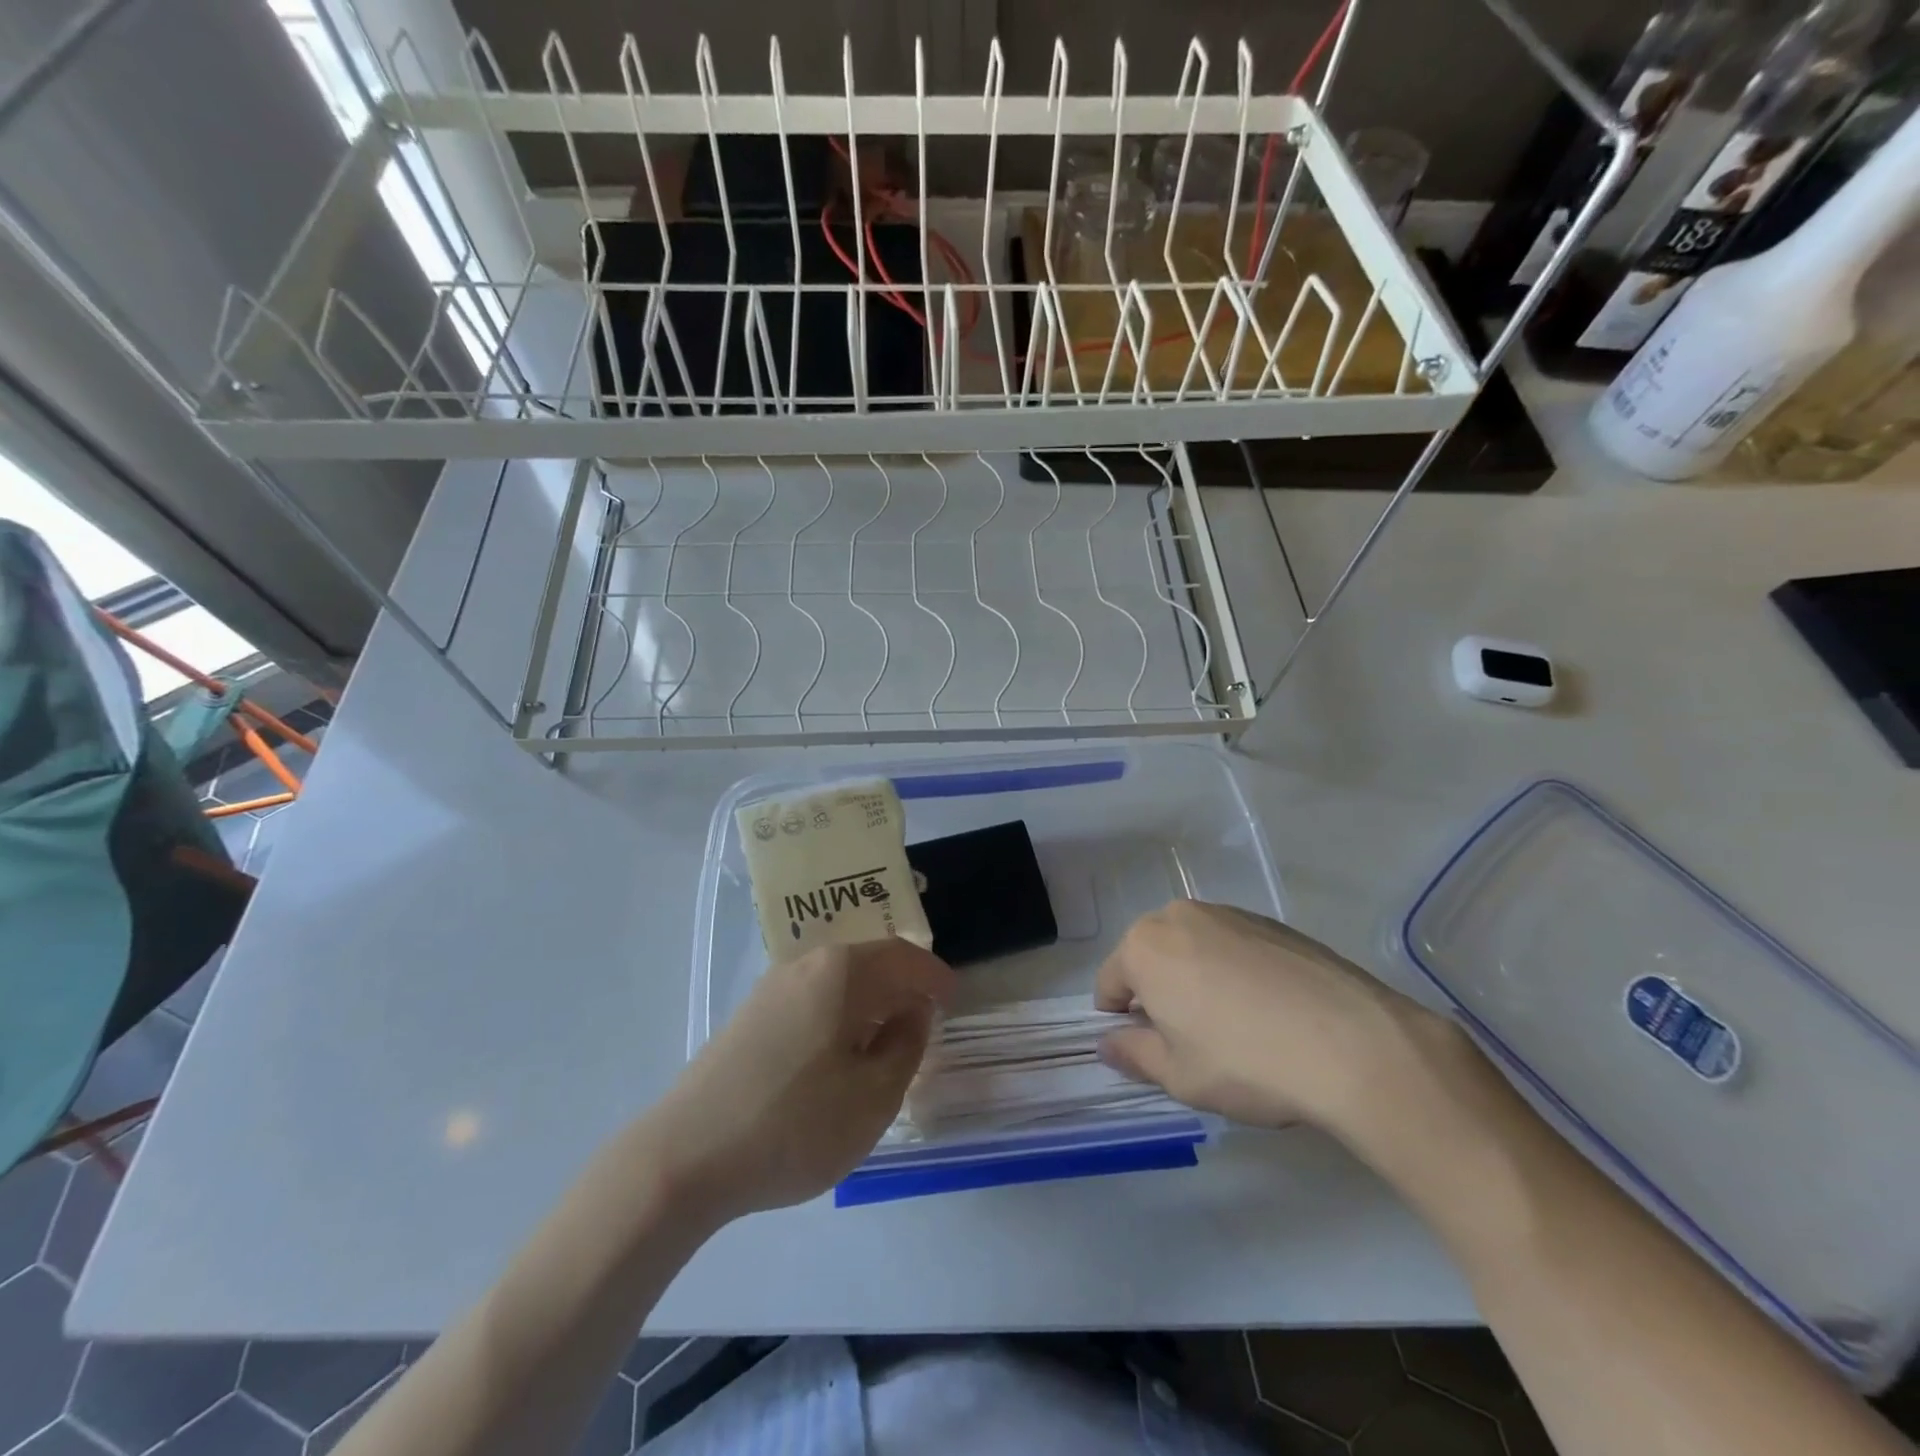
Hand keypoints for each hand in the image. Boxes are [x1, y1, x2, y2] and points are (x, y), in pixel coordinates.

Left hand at [652, 939, 956, 1220]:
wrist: (683, 1157)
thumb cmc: (793, 1124)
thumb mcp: (872, 1097)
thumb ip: (905, 1047)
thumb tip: (912, 1013)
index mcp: (841, 972)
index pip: (902, 957)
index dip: (934, 976)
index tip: (954, 998)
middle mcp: (805, 966)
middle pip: (868, 963)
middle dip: (901, 988)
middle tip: (924, 1022)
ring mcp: (770, 989)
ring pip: (837, 982)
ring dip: (868, 1004)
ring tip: (885, 1042)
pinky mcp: (748, 1018)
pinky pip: (810, 1001)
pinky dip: (838, 1017)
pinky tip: (837, 1056)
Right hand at [1096, 900, 1441, 1135]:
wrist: (1352, 1043)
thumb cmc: (1245, 1062)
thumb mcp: (1178, 1075)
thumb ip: (1133, 1054)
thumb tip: (1108, 1043)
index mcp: (1144, 947)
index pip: (1110, 981)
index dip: (1119, 1019)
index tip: (1145, 1049)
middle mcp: (1180, 916)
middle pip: (1150, 957)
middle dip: (1158, 993)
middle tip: (1189, 1040)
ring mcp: (1229, 914)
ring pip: (1192, 948)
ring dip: (1196, 979)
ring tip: (1234, 1026)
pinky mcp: (1272, 922)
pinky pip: (1233, 946)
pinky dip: (1234, 972)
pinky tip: (1268, 1011)